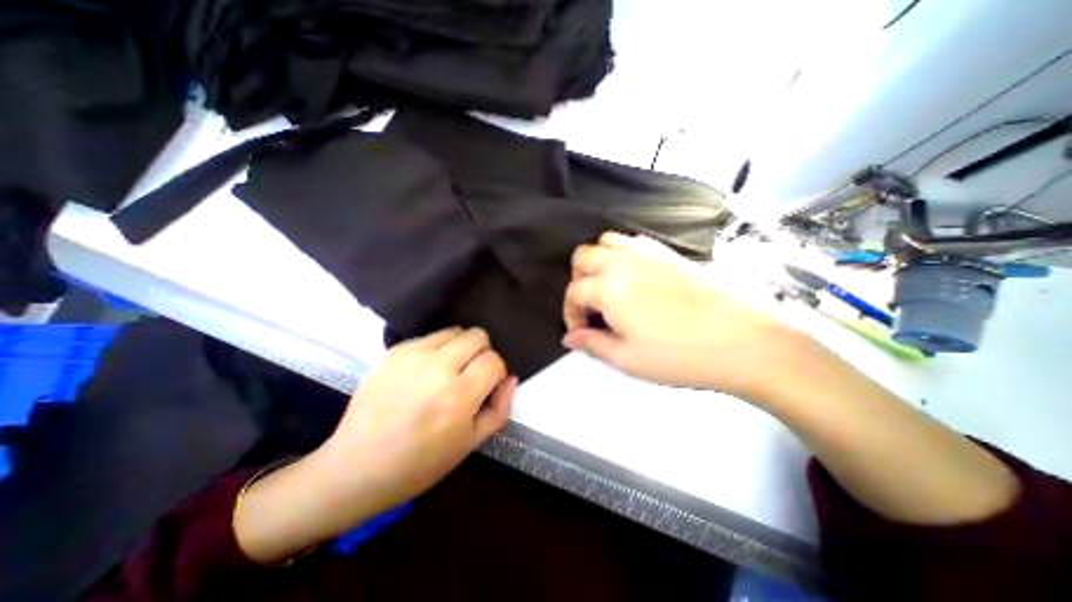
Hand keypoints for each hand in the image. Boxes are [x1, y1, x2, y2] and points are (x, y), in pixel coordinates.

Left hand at [236, 324, 519, 564]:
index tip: (487, 385)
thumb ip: (500, 407)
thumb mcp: (471, 443)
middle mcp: (437, 368)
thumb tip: (509, 377)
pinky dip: (437, 349)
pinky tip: (425, 372)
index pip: (494, 361)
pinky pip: (430, 337)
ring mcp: (412, 356)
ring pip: (455, 330)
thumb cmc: (420, 463)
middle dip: (482, 352)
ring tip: (449, 371)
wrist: (357, 467)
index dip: (496, 372)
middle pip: (477, 336)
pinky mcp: (394, 352)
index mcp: (459, 396)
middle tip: (470, 374)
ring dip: (460, 347)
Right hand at [565, 232, 790, 397]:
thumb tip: (569, 338)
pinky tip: (631, 277)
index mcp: (608, 287)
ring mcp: (647, 253)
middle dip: (577, 280)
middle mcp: (622, 261)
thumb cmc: (678, 355)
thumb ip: (592, 344)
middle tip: (590, 306)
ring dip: (597, 261)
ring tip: (607, 287)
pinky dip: (620, 253)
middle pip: (583, 256)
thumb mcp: (626, 359)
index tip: (580, 331)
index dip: (571, 314)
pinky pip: (632, 241)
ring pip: (606, 241)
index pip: (574, 292)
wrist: (742, 341)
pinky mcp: (668, 252)